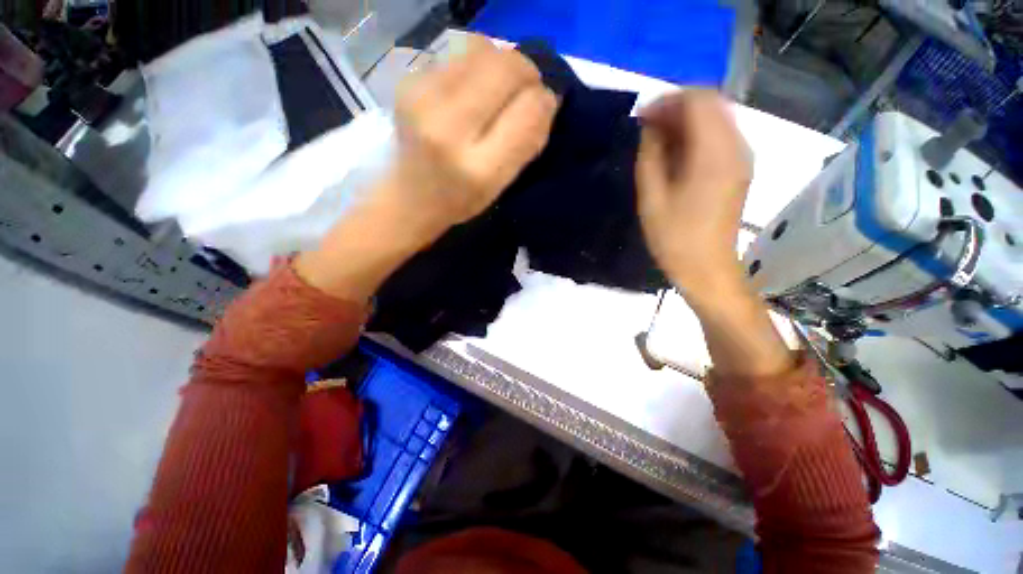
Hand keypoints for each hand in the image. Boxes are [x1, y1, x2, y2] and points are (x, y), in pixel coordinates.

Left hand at [296, 35, 556, 301]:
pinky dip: (476, 65)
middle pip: (506, 67)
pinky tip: (470, 91)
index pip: (528, 112)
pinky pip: (459, 52)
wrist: (409, 197)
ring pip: (483, 49)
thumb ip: (526, 143)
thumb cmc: (460, 200)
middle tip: (524, 92)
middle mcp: (448, 127)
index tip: (542, 107)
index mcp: (478, 168)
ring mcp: (422, 97)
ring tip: (496, 91)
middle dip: (526, 74)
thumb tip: (548, 98)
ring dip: (501, 66)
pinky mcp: (409, 81)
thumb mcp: (500, 185)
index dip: (543, 102)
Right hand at [636, 90, 752, 304]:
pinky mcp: (739, 169)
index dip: (667, 100)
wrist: (707, 268)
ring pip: (716, 118)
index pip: (699, 100)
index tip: (641, 116)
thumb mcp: (651, 198)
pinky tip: (675, 153)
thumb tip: (650, 129)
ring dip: (685, 121)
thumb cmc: (674, 238)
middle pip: (711, 103)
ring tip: (657, 140)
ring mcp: (741, 158)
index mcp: (714, 154)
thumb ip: (650, 157)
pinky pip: (719, 136)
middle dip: (676, 108)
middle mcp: (736, 147)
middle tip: (647, 126)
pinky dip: (696, 135)